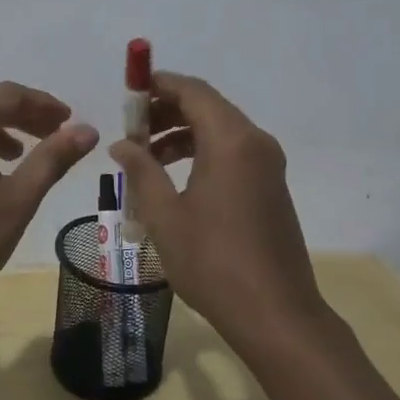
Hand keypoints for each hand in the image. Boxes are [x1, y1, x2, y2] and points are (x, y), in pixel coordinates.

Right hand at [109, 71, 323, 351]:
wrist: (277, 315)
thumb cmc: (214, 262)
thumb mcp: (164, 216)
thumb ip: (141, 171)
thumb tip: (122, 144)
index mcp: (230, 141)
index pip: (192, 90)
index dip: (158, 85)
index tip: (127, 93)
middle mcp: (255, 142)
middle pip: (207, 106)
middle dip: (166, 110)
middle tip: (131, 130)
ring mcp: (268, 164)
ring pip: (220, 129)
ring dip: (182, 133)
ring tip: (146, 158)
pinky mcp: (271, 185)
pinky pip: (233, 151)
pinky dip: (202, 151)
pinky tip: (176, 179)